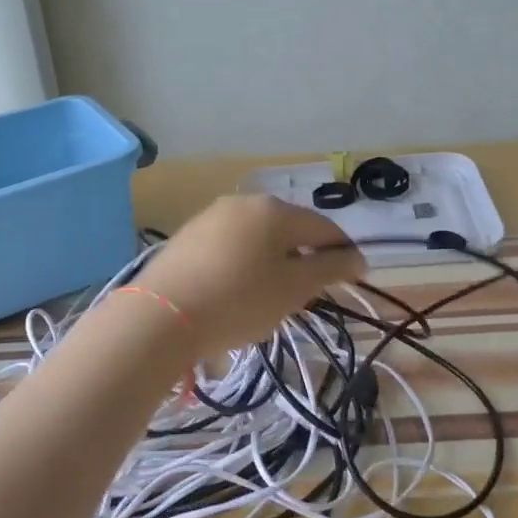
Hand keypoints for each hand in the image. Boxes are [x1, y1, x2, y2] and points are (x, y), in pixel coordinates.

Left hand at [137, 195, 365, 356]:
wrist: (160, 316)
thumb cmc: (238, 300)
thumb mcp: (293, 289)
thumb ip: (329, 269)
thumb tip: (357, 257)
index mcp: (275, 210)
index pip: (324, 228)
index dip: (343, 253)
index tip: (355, 278)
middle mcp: (244, 202)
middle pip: (289, 229)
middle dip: (305, 258)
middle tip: (309, 294)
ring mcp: (212, 216)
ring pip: (258, 237)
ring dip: (274, 261)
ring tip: (272, 296)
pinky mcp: (188, 235)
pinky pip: (231, 245)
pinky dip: (244, 264)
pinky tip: (237, 291)